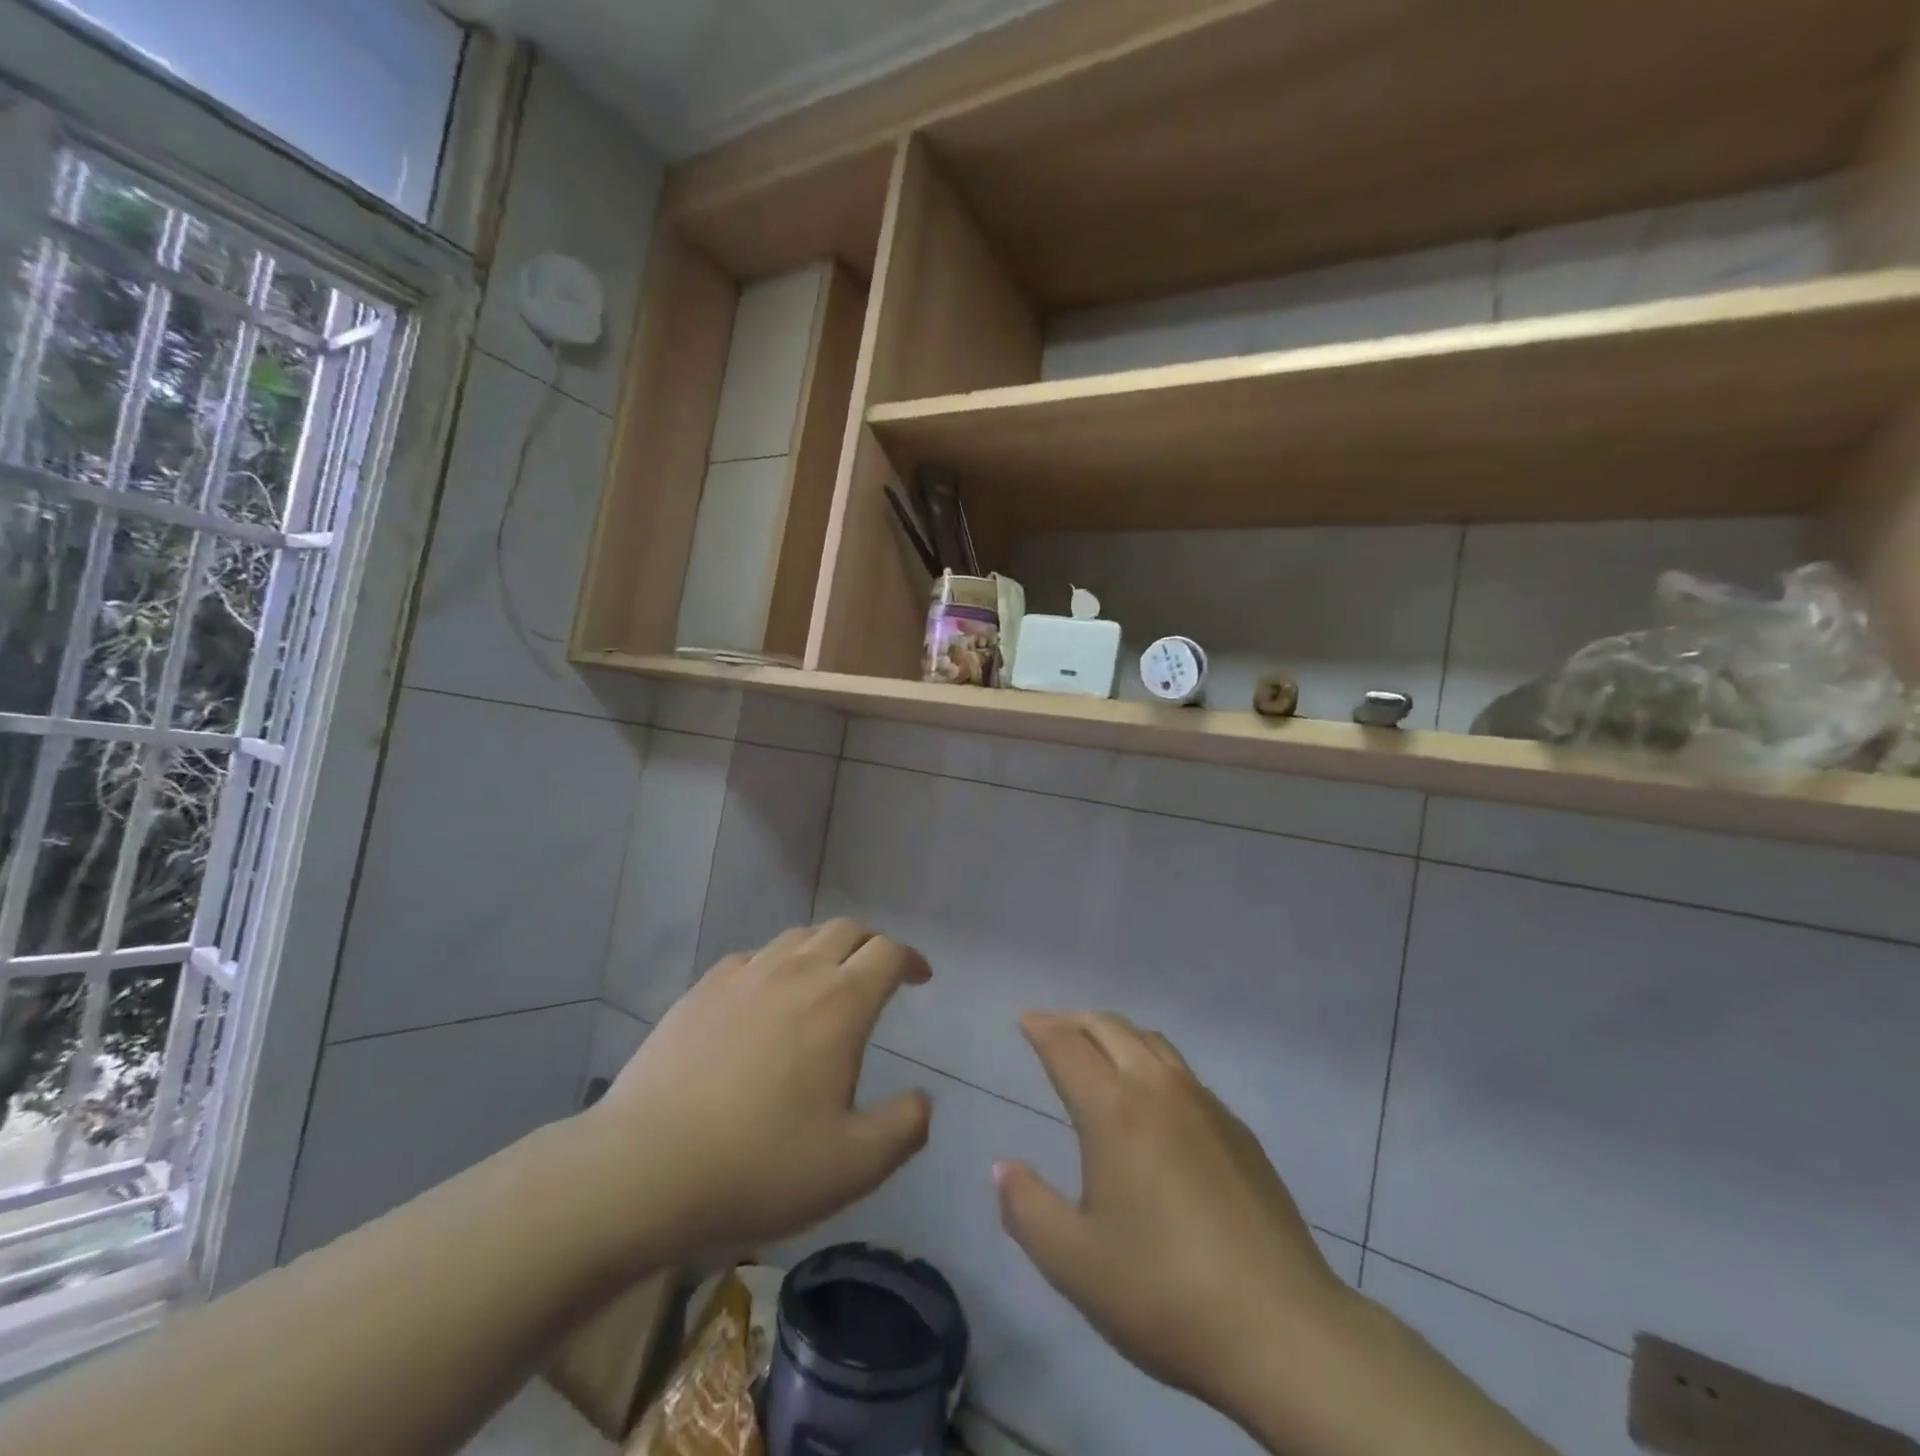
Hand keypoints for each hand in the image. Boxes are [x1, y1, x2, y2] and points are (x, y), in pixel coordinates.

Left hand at [589, 921, 932, 1268]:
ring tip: (826, 981)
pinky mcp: (701, 989)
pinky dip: (776, 965)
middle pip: (846, 929)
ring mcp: (744, 975)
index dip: (911, 959)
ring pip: (798, 936)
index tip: (920, 979)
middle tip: (879, 972)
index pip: (888, 952)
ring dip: (825, 948)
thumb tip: (922, 1102)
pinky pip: (753, 958)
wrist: (645, 1168)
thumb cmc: (760, 1165)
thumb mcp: (853, 1165)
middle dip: (872, 943)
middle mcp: (797, 972)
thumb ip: (903, 1128)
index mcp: (841, 1002)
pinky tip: (765, 998)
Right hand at [995, 1012, 1350, 1424]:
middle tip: (1053, 1027)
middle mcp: (1159, 1090)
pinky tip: (1154, 1100)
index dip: (1042, 1029)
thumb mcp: (1074, 1263)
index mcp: (1114, 1111)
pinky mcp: (1239, 1132)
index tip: (1025, 1019)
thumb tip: (1003, 1168)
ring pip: (1152, 1043)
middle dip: (1076, 1021)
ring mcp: (1206, 1106)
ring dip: (1117, 1034)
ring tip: (1099, 1049)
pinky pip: (1184, 1074)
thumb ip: (1027, 1209)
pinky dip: (1152, 1062)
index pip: (1068, 1048)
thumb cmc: (1164, 1292)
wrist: (1282, 1330)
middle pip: (1111, 1029)